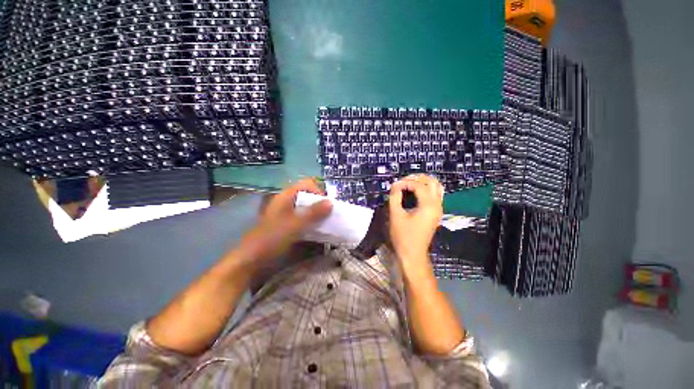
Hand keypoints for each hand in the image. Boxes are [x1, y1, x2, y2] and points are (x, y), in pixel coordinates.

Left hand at [237, 178, 331, 268]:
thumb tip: (331, 202)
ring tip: (327, 224)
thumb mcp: (294, 225)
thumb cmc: (271, 239)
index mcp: (286, 196)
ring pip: (308, 208)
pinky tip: (318, 231)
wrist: (252, 261)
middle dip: (321, 204)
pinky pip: (305, 219)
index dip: (318, 191)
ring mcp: (288, 214)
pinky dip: (313, 222)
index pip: (307, 184)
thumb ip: (313, 213)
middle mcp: (287, 202)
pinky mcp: (289, 225)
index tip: (327, 206)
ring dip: (318, 214)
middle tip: (329, 216)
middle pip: (309, 196)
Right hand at [389, 175, 442, 265]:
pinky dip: (426, 189)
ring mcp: (438, 209)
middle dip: (417, 178)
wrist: (413, 254)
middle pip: (432, 182)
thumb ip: (395, 197)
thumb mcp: (395, 215)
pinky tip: (415, 192)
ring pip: (436, 187)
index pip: (419, 185)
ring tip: (409, 183)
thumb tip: (395, 185)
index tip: (394, 185)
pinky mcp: (436, 213)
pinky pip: (435, 195)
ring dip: (423, 182)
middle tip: (403, 180)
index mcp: (428, 205)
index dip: (405, 182)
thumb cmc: (403, 236)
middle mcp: (437, 205)